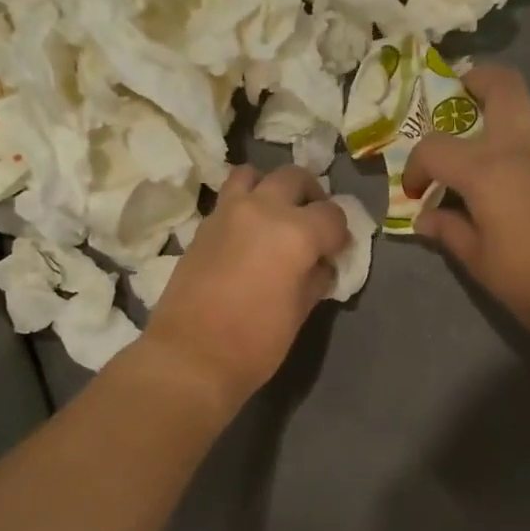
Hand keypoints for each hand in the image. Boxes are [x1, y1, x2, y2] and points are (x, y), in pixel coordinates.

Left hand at [142, 165, 350, 409]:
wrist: (190, 356)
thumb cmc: (255, 342)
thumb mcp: (299, 312)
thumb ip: (316, 278)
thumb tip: (321, 265)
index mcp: (296, 232)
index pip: (332, 215)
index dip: (339, 235)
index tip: (335, 253)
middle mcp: (263, 209)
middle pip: (295, 178)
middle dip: (311, 197)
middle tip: (312, 225)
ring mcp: (228, 212)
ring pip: (254, 174)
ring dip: (271, 188)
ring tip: (275, 215)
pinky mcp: (203, 225)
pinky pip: (229, 197)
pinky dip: (244, 203)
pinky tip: (248, 232)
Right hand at [403, 64, 529, 342]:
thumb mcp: (479, 262)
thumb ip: (449, 231)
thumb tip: (425, 217)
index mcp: (488, 170)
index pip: (436, 147)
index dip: (416, 166)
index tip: (415, 192)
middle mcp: (522, 148)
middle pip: (503, 85)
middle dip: (475, 81)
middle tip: (456, 99)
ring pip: (528, 107)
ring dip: (500, 109)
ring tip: (479, 140)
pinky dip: (519, 140)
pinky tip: (509, 177)